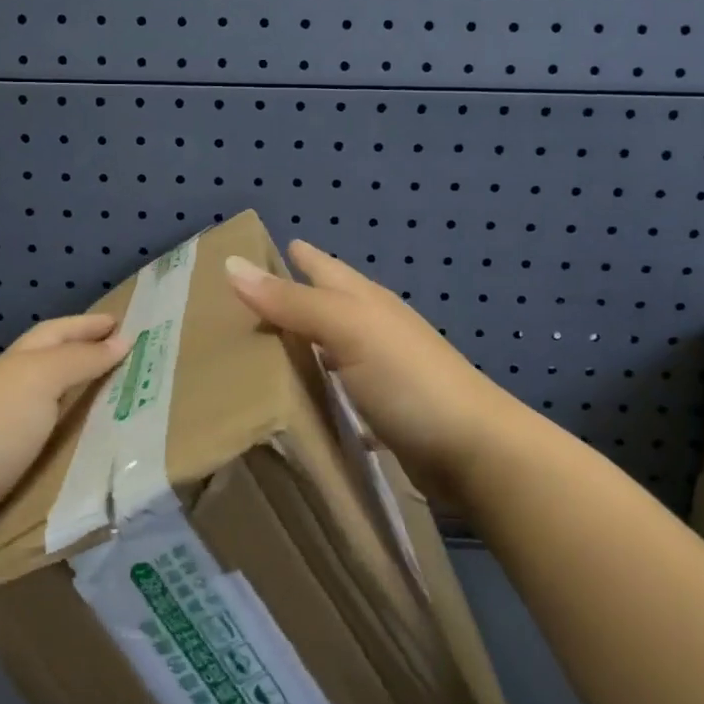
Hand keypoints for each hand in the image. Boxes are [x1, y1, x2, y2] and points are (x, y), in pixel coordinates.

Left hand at [0, 314, 130, 538]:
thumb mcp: (40, 380)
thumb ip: (80, 360)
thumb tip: (121, 341)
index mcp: (13, 363)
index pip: (55, 333)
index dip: (86, 325)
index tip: (122, 323)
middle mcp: (4, 390)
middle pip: (49, 365)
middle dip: (83, 357)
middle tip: (126, 360)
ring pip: (48, 404)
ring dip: (79, 398)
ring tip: (117, 403)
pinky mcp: (1, 469)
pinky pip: (47, 440)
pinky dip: (69, 434)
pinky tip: (85, 445)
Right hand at [225, 241, 523, 497]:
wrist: (471, 451)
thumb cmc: (408, 378)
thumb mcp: (348, 329)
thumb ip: (292, 302)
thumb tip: (231, 264)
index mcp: (364, 301)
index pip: (321, 267)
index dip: (293, 257)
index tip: (250, 253)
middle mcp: (372, 329)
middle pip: (324, 305)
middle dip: (288, 300)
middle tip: (236, 305)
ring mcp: (380, 371)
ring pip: (329, 348)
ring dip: (299, 345)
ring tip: (255, 352)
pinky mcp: (382, 412)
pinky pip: (337, 391)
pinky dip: (316, 389)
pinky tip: (295, 402)